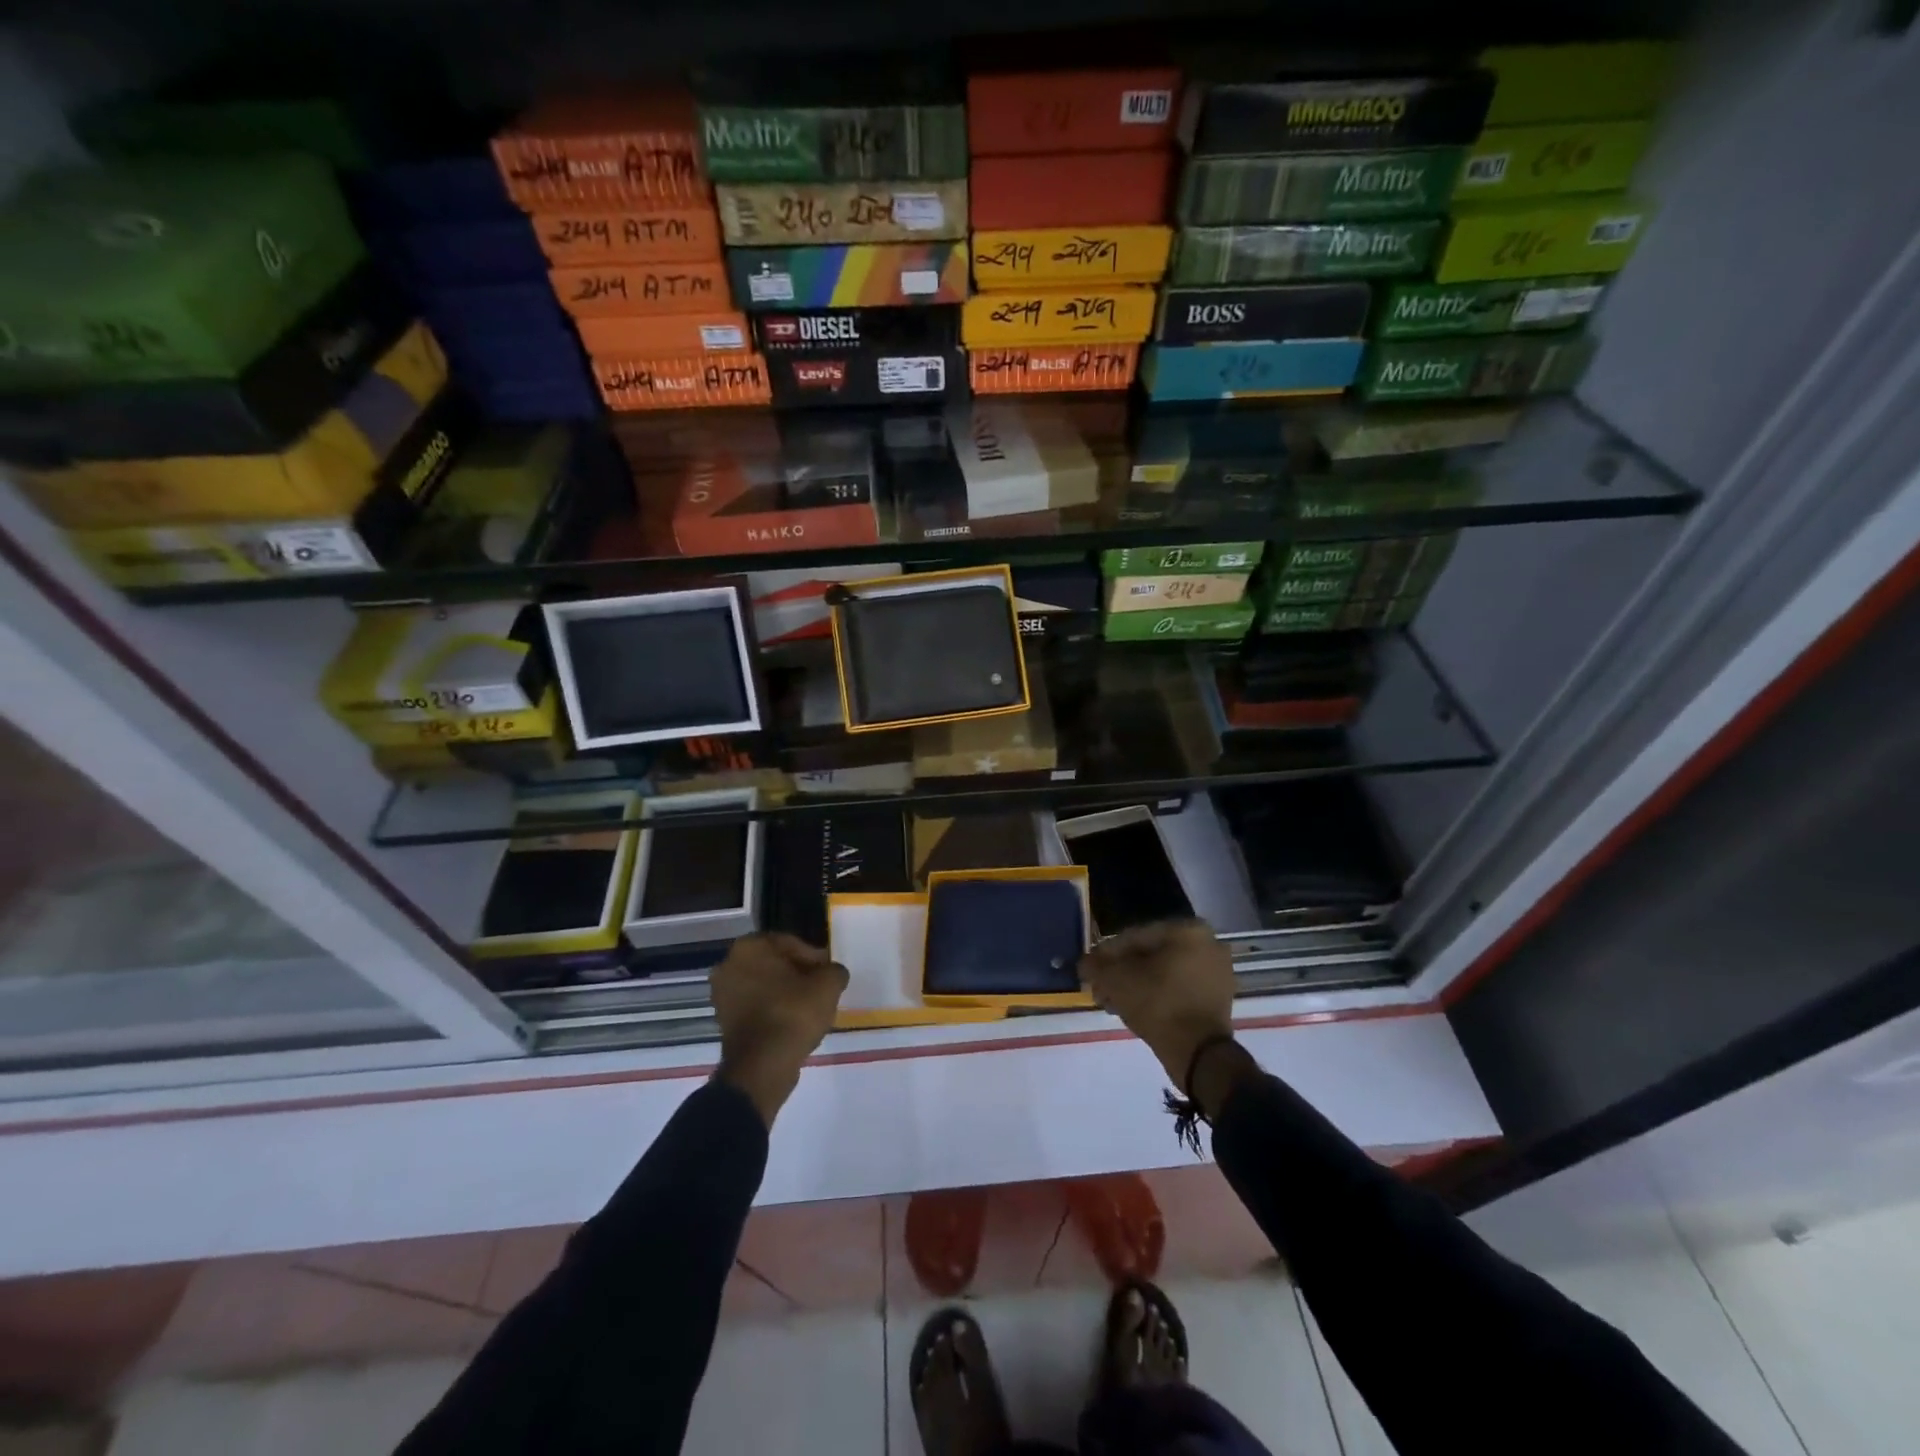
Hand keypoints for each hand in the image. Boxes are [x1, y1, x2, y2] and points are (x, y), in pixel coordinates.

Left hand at [711, 933, 848, 1125]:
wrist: (762, 1066)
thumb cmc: (793, 1013)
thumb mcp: (828, 984)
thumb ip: (834, 970)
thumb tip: (832, 973)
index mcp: (750, 946)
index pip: (790, 943)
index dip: (814, 958)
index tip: (828, 974)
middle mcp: (729, 964)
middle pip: (775, 964)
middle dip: (798, 974)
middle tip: (820, 989)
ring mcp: (722, 994)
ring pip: (764, 985)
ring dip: (785, 993)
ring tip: (809, 1009)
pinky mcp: (723, 1021)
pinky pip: (755, 1007)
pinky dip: (773, 1011)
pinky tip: (793, 1023)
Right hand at [1081, 920, 1235, 1089]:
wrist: (1199, 1055)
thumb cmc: (1158, 1005)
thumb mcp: (1116, 981)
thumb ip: (1096, 966)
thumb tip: (1085, 963)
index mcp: (1187, 930)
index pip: (1135, 936)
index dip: (1107, 954)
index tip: (1090, 970)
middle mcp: (1207, 943)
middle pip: (1151, 955)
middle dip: (1122, 972)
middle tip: (1100, 989)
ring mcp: (1217, 971)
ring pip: (1164, 972)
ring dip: (1136, 984)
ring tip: (1113, 1002)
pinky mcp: (1219, 997)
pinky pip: (1179, 987)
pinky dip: (1158, 995)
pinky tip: (1135, 1009)